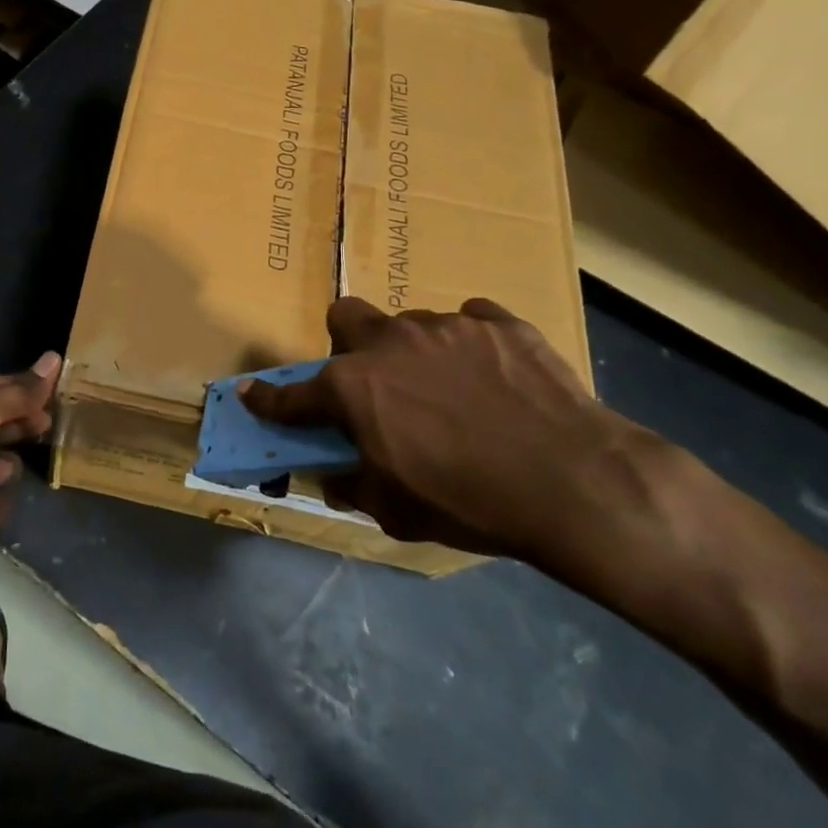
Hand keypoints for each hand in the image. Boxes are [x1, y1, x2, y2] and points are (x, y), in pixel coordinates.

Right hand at [240, 298, 668, 573]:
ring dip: (415, 351)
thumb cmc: (471, 502)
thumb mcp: (398, 511)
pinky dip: (471, 345)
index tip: (251, 393)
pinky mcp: (499, 322)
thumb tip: (335, 474)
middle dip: (348, 343)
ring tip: (451, 388)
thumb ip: (354, 485)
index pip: (292, 393)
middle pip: (346, 316)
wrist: (576, 482)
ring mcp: (447, 325)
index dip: (267, 398)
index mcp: (354, 387)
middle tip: (375, 380)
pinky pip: (472, 321)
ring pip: (411, 322)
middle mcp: (390, 343)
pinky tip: (495, 377)